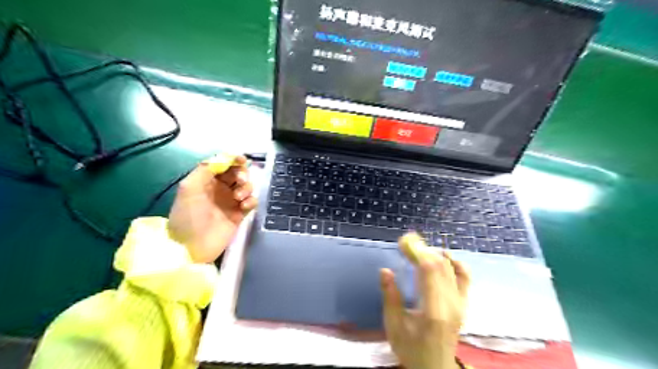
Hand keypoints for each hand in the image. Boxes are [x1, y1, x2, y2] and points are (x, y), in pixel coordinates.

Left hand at [168, 154, 258, 262]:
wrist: (192, 247)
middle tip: (240, 181)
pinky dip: (251, 201)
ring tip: (239, 198)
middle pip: (237, 173)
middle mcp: (219, 189)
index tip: (242, 160)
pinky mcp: (239, 214)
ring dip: (247, 188)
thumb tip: (224, 158)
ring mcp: (230, 202)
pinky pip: (251, 202)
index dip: (233, 159)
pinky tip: (244, 207)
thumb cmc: (188, 216)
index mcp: (205, 181)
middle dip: (242, 173)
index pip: (223, 164)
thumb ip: (205, 169)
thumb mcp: (189, 188)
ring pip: (246, 186)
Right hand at [378, 234, 470, 368]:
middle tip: (406, 242)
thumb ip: (391, 298)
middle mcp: (452, 303)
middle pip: (440, 265)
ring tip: (417, 248)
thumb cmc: (411, 348)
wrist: (435, 367)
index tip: (403, 242)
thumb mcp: (394, 326)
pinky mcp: (464, 303)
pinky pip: (464, 277)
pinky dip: (455, 262)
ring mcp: (461, 303)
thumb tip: (385, 271)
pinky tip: (444, 256)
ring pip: (450, 268)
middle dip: (422, 249)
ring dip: (433, 253)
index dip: (417, 252)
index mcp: (434, 310)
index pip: (429, 270)